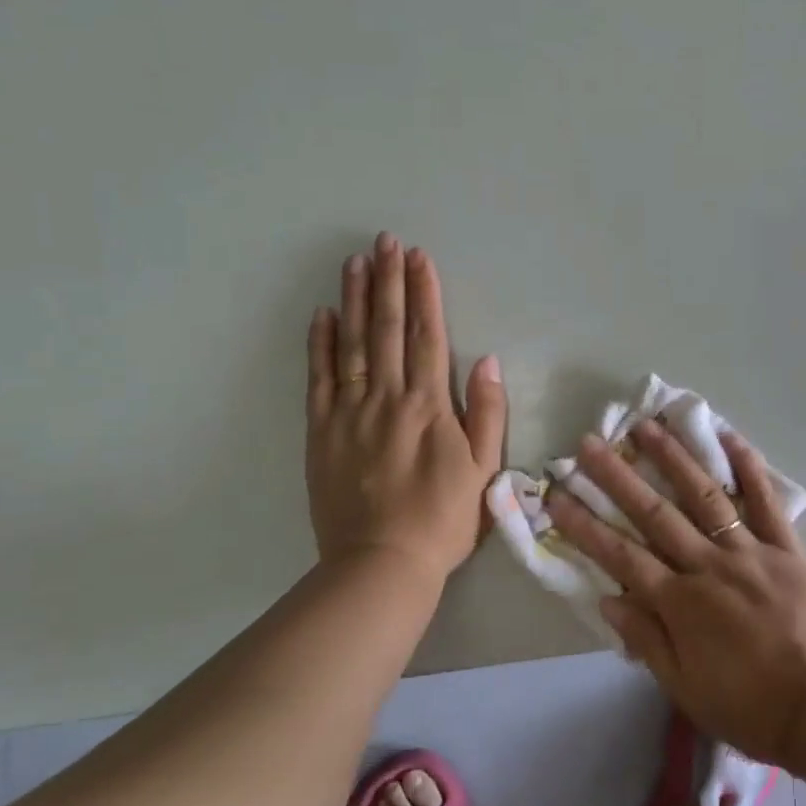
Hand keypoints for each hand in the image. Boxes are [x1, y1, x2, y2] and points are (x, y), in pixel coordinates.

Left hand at [305, 233, 506, 580]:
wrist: (381, 564)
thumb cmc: (443, 518)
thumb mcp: (484, 469)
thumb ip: (486, 412)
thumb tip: (485, 360)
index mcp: (428, 404)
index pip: (426, 335)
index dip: (423, 292)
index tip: (418, 256)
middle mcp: (386, 397)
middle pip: (386, 328)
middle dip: (387, 281)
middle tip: (384, 241)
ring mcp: (349, 412)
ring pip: (351, 344)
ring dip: (354, 300)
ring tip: (354, 262)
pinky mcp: (321, 432)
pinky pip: (319, 379)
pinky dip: (319, 344)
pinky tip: (322, 314)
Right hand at [546, 421, 805, 764]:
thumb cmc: (749, 706)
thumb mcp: (685, 688)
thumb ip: (646, 639)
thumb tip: (608, 597)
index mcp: (680, 603)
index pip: (621, 555)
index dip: (585, 525)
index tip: (559, 494)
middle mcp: (708, 565)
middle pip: (655, 513)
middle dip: (618, 477)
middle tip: (590, 443)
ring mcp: (749, 550)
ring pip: (704, 495)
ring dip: (674, 457)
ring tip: (648, 425)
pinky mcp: (786, 547)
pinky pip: (766, 501)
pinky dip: (748, 468)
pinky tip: (729, 436)